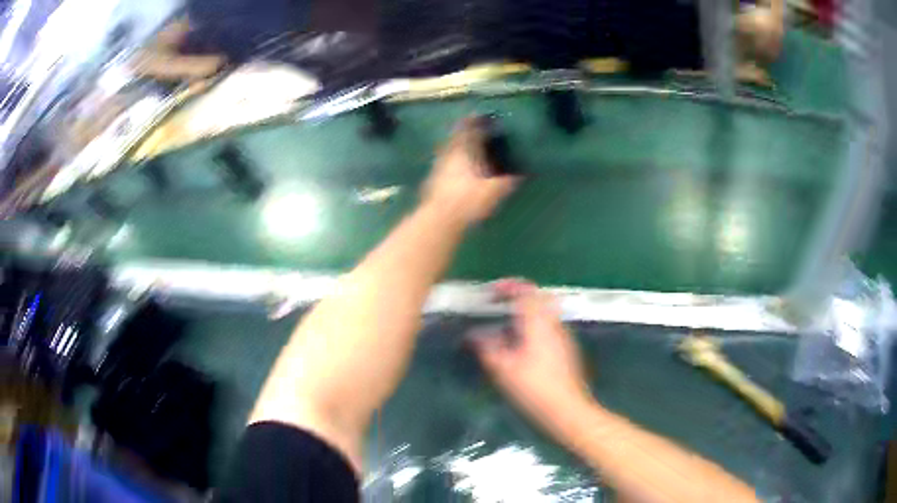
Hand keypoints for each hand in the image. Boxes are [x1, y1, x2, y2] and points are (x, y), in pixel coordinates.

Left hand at [422, 117, 516, 224]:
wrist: (440, 219)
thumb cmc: (469, 200)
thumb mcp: (495, 191)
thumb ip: (509, 181)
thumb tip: (523, 175)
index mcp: (464, 150)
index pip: (469, 129)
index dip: (476, 121)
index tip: (481, 115)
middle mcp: (449, 154)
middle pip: (456, 137)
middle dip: (464, 132)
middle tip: (473, 128)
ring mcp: (438, 167)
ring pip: (448, 149)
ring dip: (456, 145)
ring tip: (466, 146)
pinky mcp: (432, 181)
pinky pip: (444, 163)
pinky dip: (451, 160)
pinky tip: (456, 168)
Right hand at [472, 279, 592, 427]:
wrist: (567, 409)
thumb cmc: (534, 388)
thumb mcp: (504, 369)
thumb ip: (488, 348)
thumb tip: (474, 335)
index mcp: (538, 324)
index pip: (526, 292)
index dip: (509, 287)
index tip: (492, 291)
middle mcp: (554, 324)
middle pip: (539, 298)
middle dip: (519, 296)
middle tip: (501, 304)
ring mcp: (563, 337)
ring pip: (545, 313)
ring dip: (527, 313)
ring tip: (506, 327)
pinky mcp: (567, 349)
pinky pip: (549, 327)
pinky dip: (534, 327)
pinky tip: (522, 346)